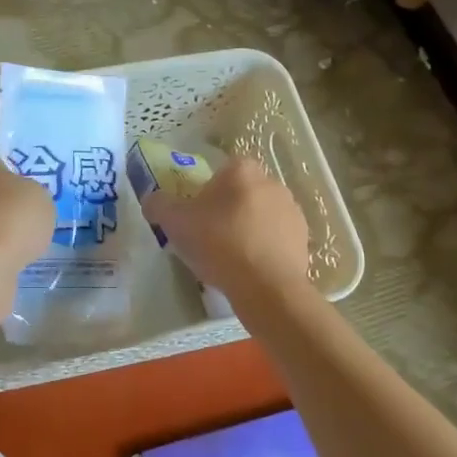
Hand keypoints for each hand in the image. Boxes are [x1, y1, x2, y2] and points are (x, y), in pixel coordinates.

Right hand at [144, 157, 309, 302]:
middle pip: (240, 193)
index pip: (219, 172)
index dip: (204, 193)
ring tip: (229, 258)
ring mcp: (292, 210)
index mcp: (242, 170)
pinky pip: (275, 238)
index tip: (195, 216)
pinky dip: (263, 249)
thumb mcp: (174, 222)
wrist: (266, 286)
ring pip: (259, 215)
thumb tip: (152, 199)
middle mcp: (272, 182)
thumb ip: (158, 204)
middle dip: (226, 210)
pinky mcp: (304, 238)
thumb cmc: (219, 243)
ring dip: (246, 229)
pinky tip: (249, 269)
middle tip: (208, 237)